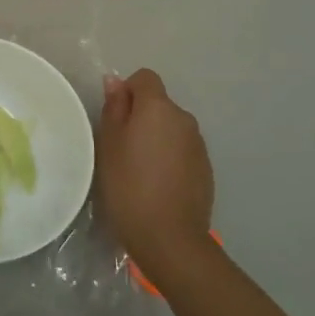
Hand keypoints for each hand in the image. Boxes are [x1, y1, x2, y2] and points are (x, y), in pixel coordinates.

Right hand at [95, 69, 214, 279]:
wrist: (169, 237)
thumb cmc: (129, 185)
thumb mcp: (108, 143)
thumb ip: (114, 107)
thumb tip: (116, 81)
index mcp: (159, 107)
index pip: (145, 78)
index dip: (128, 92)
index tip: (115, 119)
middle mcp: (184, 118)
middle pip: (159, 104)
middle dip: (141, 117)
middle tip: (121, 148)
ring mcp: (199, 145)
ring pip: (171, 128)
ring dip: (156, 138)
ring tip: (139, 170)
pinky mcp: (206, 169)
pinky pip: (182, 150)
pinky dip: (170, 158)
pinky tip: (158, 185)